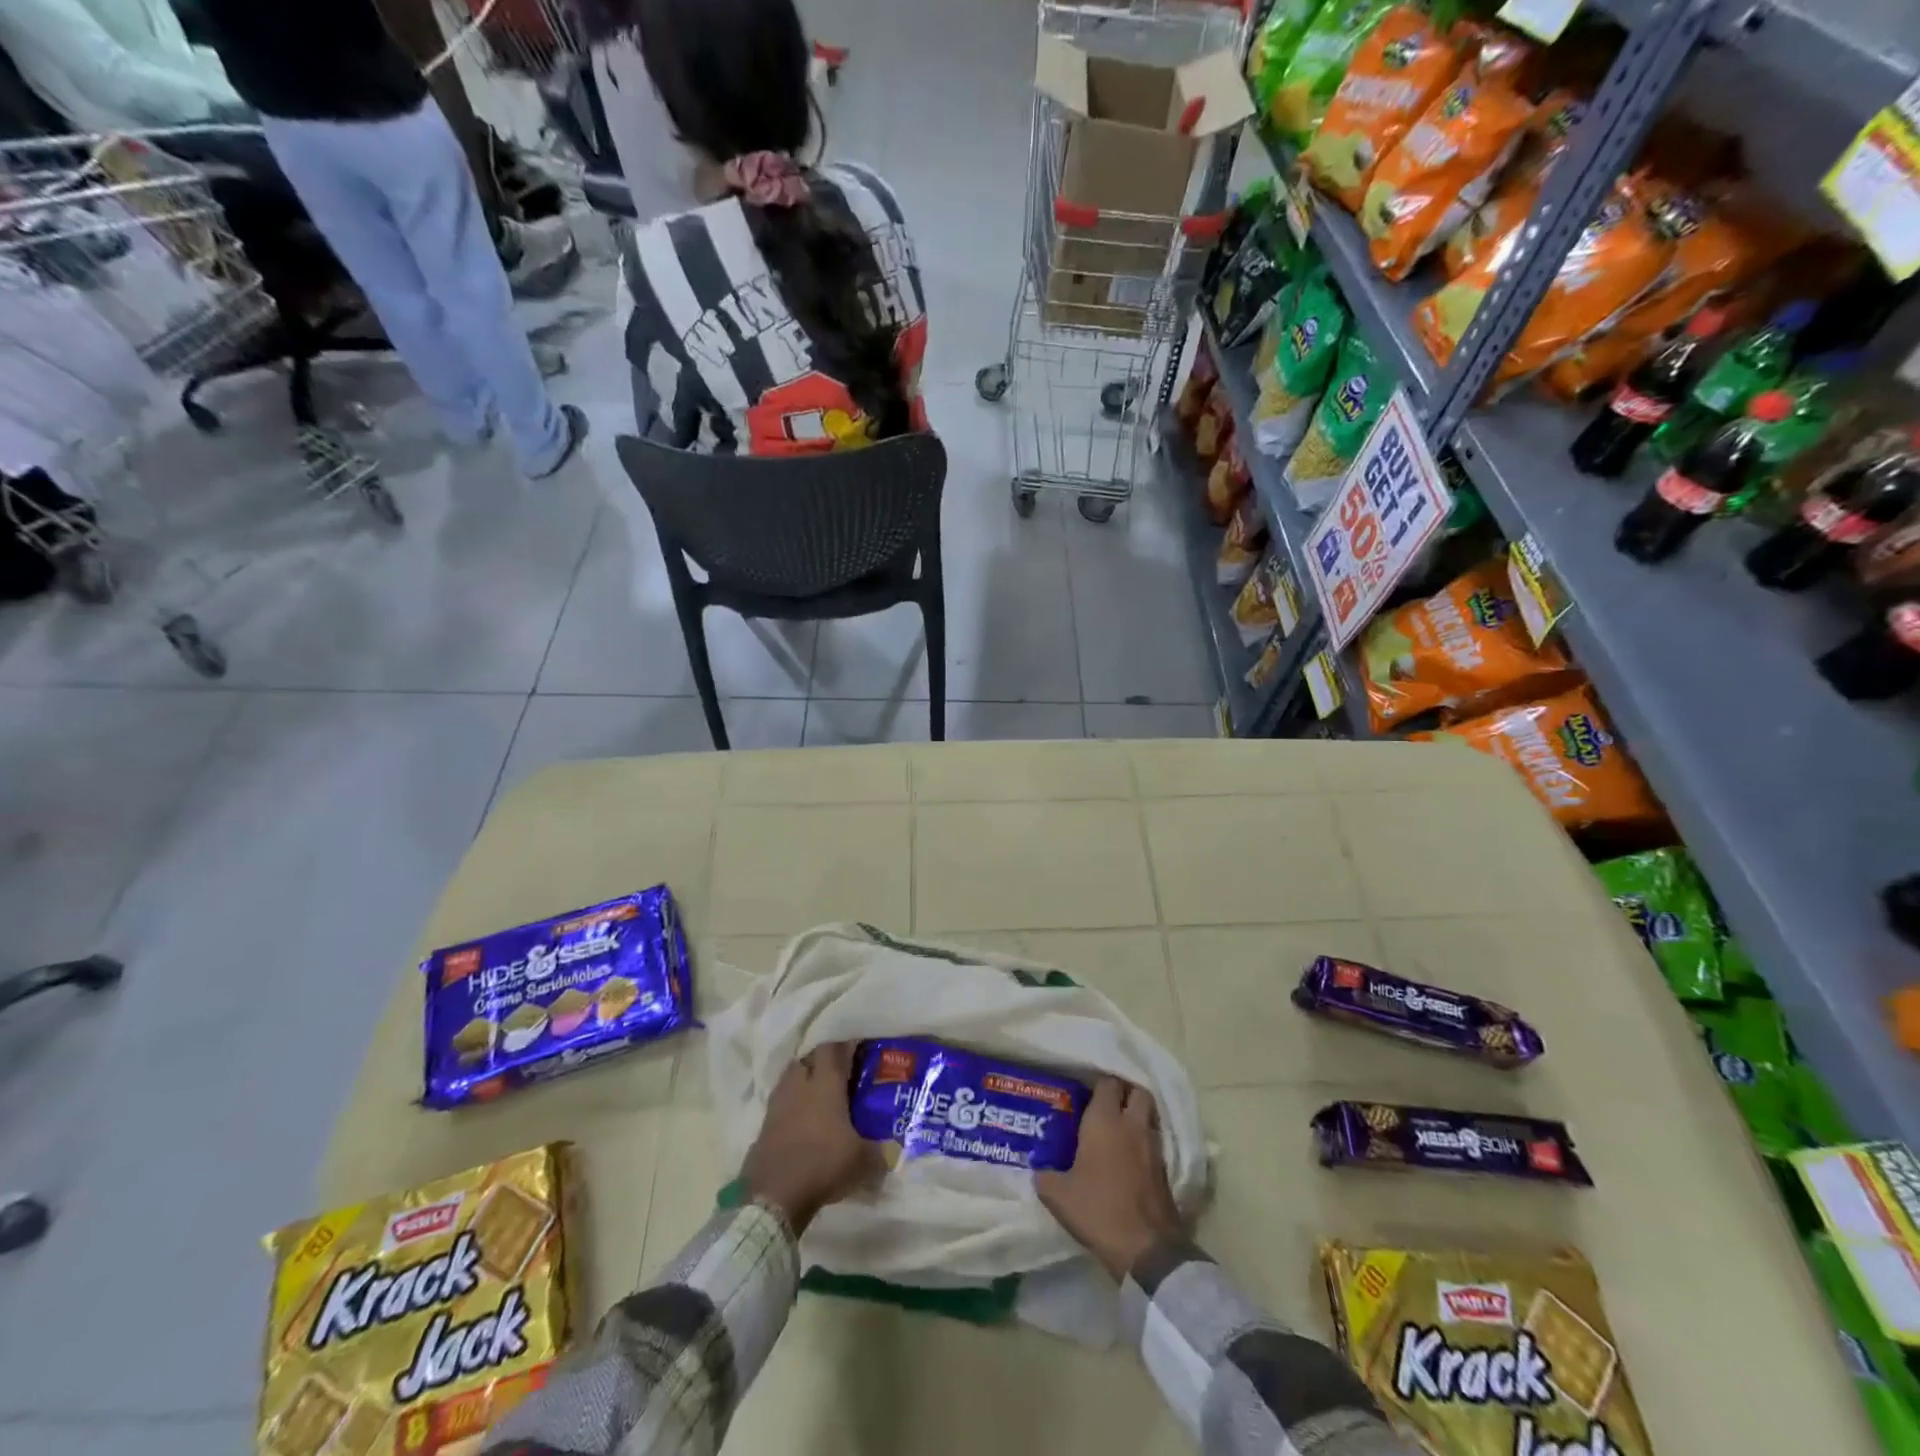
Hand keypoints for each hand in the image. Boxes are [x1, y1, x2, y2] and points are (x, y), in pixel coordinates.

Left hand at [741, 1041, 884, 1235]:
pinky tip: (803, 1123)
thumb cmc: (823, 1164)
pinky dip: (792, 1107)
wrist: (774, 1195)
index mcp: (825, 1083)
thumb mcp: (863, 1161)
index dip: (845, 1046)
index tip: (858, 1052)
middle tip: (840, 1074)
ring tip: (820, 1097)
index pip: (833, 1048)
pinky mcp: (764, 1126)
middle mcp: (799, 1085)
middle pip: (809, 1059)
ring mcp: (778, 1104)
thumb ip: (880, 1151)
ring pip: (791, 1079)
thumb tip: (893, 1151)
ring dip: (804, 1082)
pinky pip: (781, 1104)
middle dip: (823, 1062)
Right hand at [1036, 1077, 1182, 1280]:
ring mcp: (1153, 1146)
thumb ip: (1045, 1175)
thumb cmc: (1099, 1210)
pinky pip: (1154, 1142)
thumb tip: (1039, 1169)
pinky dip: (1143, 1142)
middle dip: (1124, 1093)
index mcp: (1105, 1120)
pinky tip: (1129, 1158)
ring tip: (1117, 1131)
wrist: (1147, 1249)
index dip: (1097, 1084)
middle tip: (1106, 1106)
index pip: (1107, 1083)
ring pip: (1148, 1116)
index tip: (1084, 1093)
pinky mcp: (1165, 1169)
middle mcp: (1132, 1125)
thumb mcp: (1058, 1195)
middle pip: (1136, 1092)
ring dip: (1136, 1117)